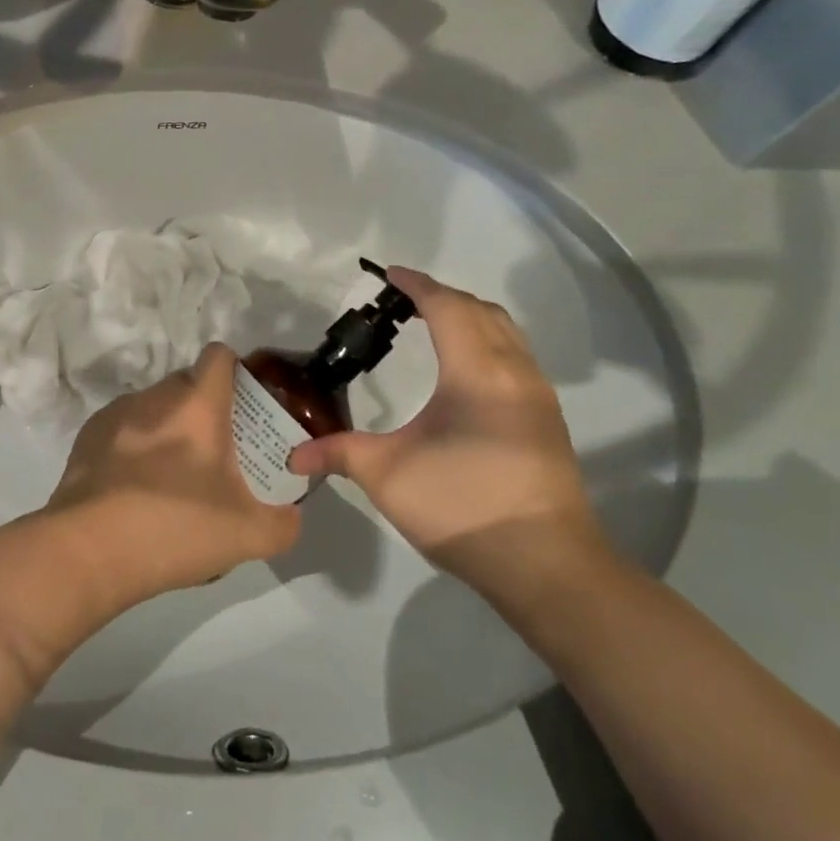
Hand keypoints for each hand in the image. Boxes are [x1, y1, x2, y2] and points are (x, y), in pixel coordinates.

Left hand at [46, 343, 301, 604]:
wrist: (88, 552)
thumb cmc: (175, 529)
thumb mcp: (249, 536)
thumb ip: (284, 523)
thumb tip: (291, 516)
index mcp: (196, 406)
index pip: (219, 356)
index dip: (236, 371)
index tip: (245, 401)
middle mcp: (154, 398)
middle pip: (185, 382)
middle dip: (203, 406)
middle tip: (217, 449)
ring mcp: (115, 415)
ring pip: (151, 406)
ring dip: (166, 426)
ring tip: (172, 475)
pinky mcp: (86, 438)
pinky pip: (121, 429)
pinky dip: (133, 446)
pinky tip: (135, 488)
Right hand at [287, 267, 604, 597]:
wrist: (546, 565)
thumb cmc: (462, 506)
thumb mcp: (388, 476)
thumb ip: (338, 454)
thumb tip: (293, 456)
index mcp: (476, 372)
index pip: (447, 307)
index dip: (416, 285)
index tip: (388, 275)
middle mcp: (514, 371)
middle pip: (481, 311)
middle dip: (442, 297)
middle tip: (403, 302)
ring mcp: (537, 395)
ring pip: (505, 332)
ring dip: (469, 317)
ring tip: (432, 325)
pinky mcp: (546, 420)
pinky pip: (516, 356)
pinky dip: (487, 341)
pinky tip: (464, 369)